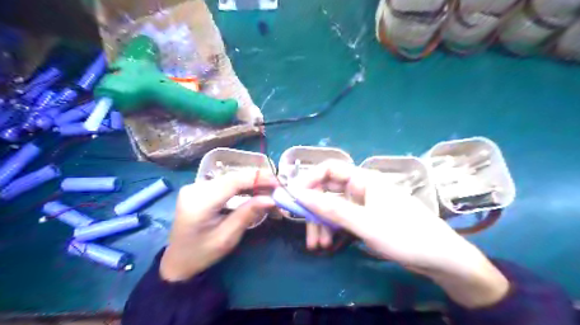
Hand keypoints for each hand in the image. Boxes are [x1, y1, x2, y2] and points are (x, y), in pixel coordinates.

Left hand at [158, 172, 275, 280]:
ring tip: (268, 189)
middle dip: (256, 180)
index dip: (257, 178)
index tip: (277, 182)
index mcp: (199, 202)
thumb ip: (248, 213)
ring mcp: (195, 187)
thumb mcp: (228, 237)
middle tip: (277, 186)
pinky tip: (253, 191)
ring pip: (229, 178)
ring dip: (250, 183)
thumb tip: (271, 199)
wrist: (178, 261)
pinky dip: (241, 186)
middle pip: (231, 178)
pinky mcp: (198, 189)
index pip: (232, 182)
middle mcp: (195, 188)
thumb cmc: (202, 253)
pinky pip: (224, 183)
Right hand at [295, 161, 508, 308]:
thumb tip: (299, 194)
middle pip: (328, 191)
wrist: (440, 258)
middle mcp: (361, 188)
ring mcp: (363, 205)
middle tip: (306, 231)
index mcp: (364, 180)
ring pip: (333, 208)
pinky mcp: (366, 219)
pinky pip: (342, 219)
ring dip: (322, 224)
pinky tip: (329, 243)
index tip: (294, 197)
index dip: (309, 179)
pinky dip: (333, 230)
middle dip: (314, 210)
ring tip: (318, 245)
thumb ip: (330, 209)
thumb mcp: (364, 223)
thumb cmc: (404, 235)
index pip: (329, 169)